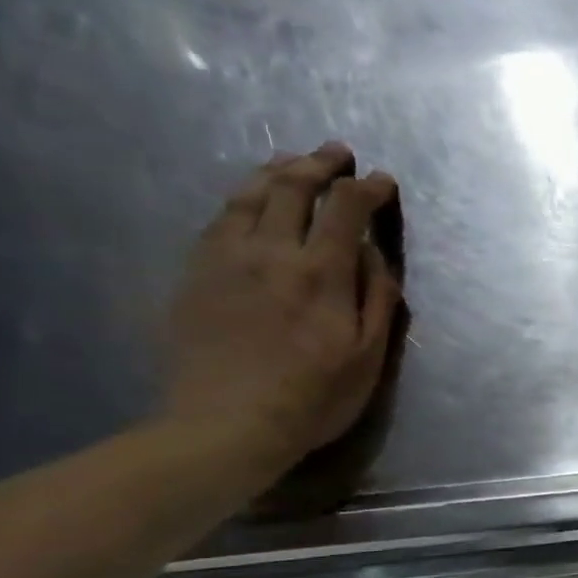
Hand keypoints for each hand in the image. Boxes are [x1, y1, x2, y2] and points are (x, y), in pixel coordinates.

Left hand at [163, 143, 402, 486]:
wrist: (225, 424)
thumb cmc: (314, 396)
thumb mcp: (369, 355)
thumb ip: (377, 297)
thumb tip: (375, 253)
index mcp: (321, 273)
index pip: (347, 209)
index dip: (367, 188)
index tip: (383, 181)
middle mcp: (271, 252)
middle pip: (292, 188)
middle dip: (319, 164)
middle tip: (337, 153)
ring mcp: (225, 259)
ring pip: (249, 196)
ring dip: (276, 171)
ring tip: (293, 162)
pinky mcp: (195, 273)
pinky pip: (219, 219)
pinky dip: (242, 198)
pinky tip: (251, 200)